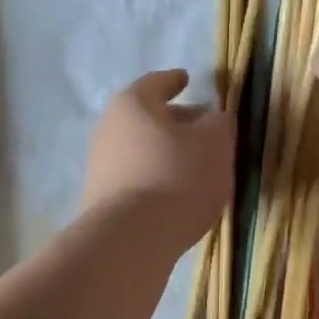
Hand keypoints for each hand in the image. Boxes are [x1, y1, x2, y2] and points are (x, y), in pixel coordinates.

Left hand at [81, 69, 234, 249]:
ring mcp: (99, 165)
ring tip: (194, 167)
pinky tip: (174, 195)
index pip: (157, 83)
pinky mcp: (100, 199)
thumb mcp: (215, 144)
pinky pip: (135, 178)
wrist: (130, 239)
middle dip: (175, 122)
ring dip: (165, 153)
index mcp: (133, 104)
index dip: (175, 80)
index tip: (187, 79)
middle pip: (147, 118)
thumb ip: (219, 123)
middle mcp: (108, 128)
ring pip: (140, 149)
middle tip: (201, 130)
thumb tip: (213, 118)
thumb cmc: (177, 177)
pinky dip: (155, 178)